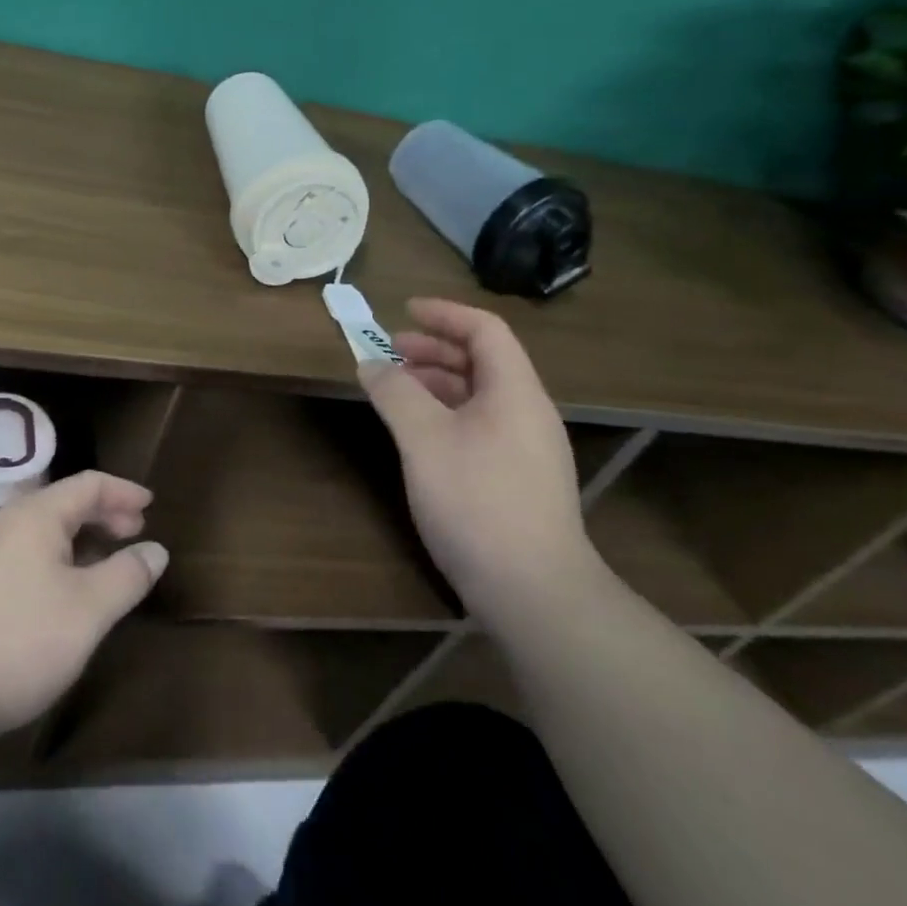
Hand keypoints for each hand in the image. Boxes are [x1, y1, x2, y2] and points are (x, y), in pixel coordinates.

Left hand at [0, 470, 167, 753]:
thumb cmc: (18, 642)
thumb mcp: (88, 612)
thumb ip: (127, 576)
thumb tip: (156, 549)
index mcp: (35, 515)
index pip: (88, 485)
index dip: (123, 491)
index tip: (151, 505)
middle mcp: (4, 522)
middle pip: (62, 503)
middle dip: (103, 514)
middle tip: (133, 533)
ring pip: (40, 530)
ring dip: (78, 539)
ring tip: (101, 564)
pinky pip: (20, 553)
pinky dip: (51, 558)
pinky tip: (56, 593)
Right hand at [359, 298, 601, 620]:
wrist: (535, 594)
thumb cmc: (478, 502)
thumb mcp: (424, 439)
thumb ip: (395, 393)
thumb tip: (371, 364)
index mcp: (515, 391)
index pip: (485, 330)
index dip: (444, 314)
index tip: (404, 311)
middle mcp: (528, 412)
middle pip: (483, 361)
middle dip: (435, 349)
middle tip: (391, 351)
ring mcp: (527, 449)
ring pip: (480, 396)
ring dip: (438, 383)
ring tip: (397, 390)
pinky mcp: (519, 481)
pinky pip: (481, 426)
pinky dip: (447, 414)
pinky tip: (420, 435)